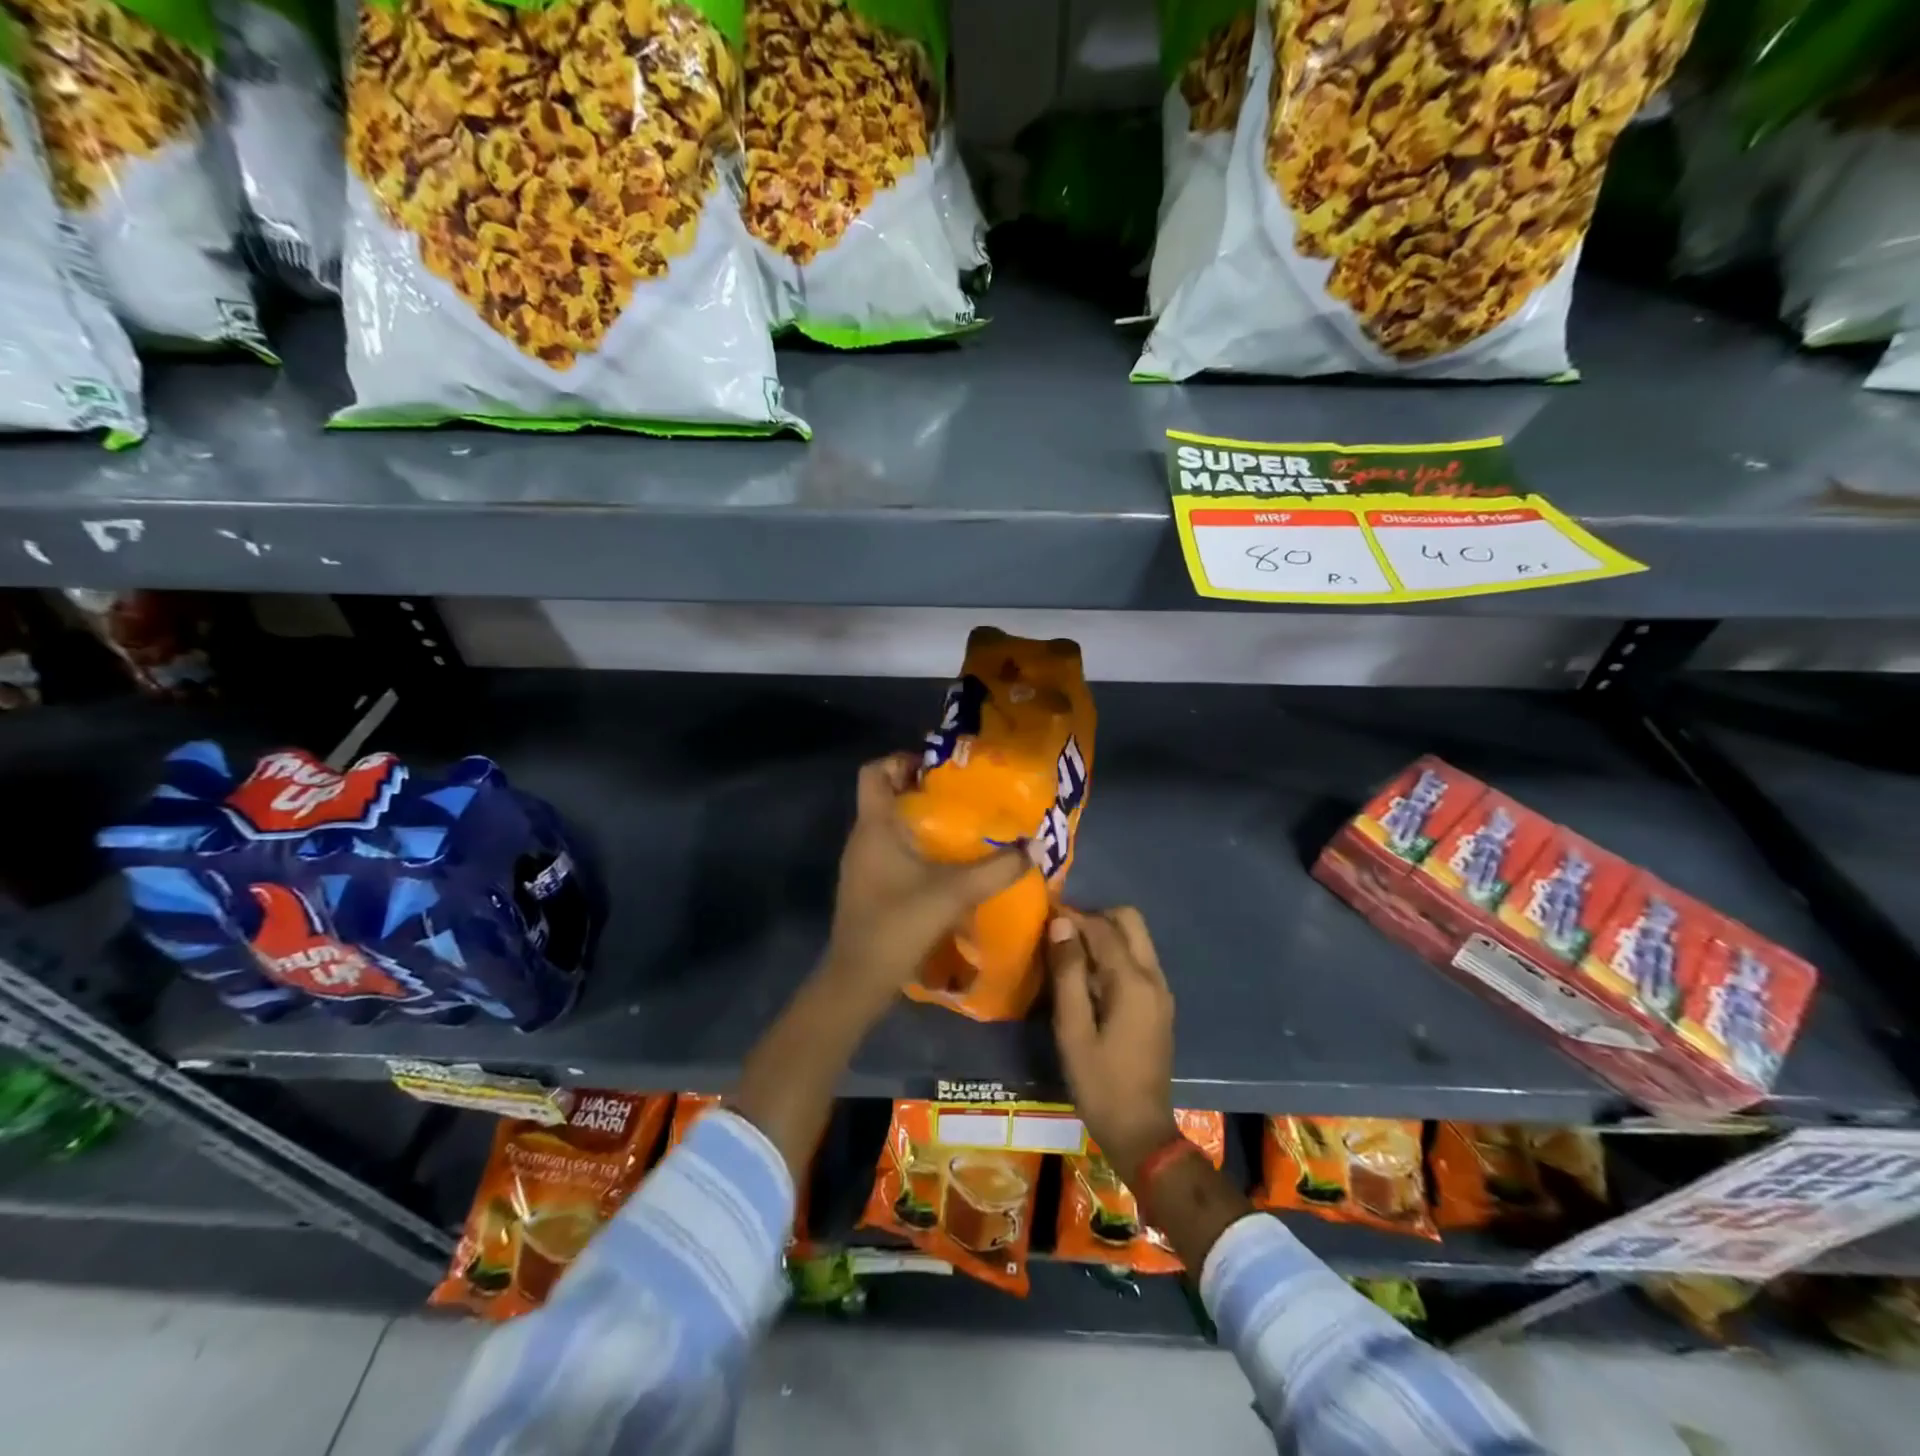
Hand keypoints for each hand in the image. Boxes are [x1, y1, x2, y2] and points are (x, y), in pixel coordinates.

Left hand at [821, 753, 1027, 1019]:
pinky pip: (889, 851)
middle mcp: (862, 838)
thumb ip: (997, 868)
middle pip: (884, 796)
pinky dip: (913, 847)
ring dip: (918, 820)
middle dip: (920, 789)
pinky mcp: (867, 886)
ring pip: (887, 825)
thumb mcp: (955, 892)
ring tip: (959, 825)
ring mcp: (861, 864)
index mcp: (875, 826)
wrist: (859, 978)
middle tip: (960, 794)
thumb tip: (1036, 845)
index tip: (938, 767)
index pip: (874, 771)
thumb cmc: (899, 923)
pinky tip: (943, 864)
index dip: (902, 760)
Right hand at [1048, 907, 1178, 1186]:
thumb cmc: (1099, 1083)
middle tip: (1062, 935)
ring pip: (1136, 939)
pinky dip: (1115, 954)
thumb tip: (1060, 924)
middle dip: (1095, 918)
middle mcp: (1153, 977)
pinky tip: (1089, 978)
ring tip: (1070, 954)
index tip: (1044, 916)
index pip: (1102, 928)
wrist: (1141, 1132)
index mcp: (1132, 981)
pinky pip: (1138, 960)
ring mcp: (1161, 990)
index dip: (1072, 917)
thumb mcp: (1072, 1029)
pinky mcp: (1159, 1004)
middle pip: (1129, 921)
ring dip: (1105, 935)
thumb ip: (1067, 973)